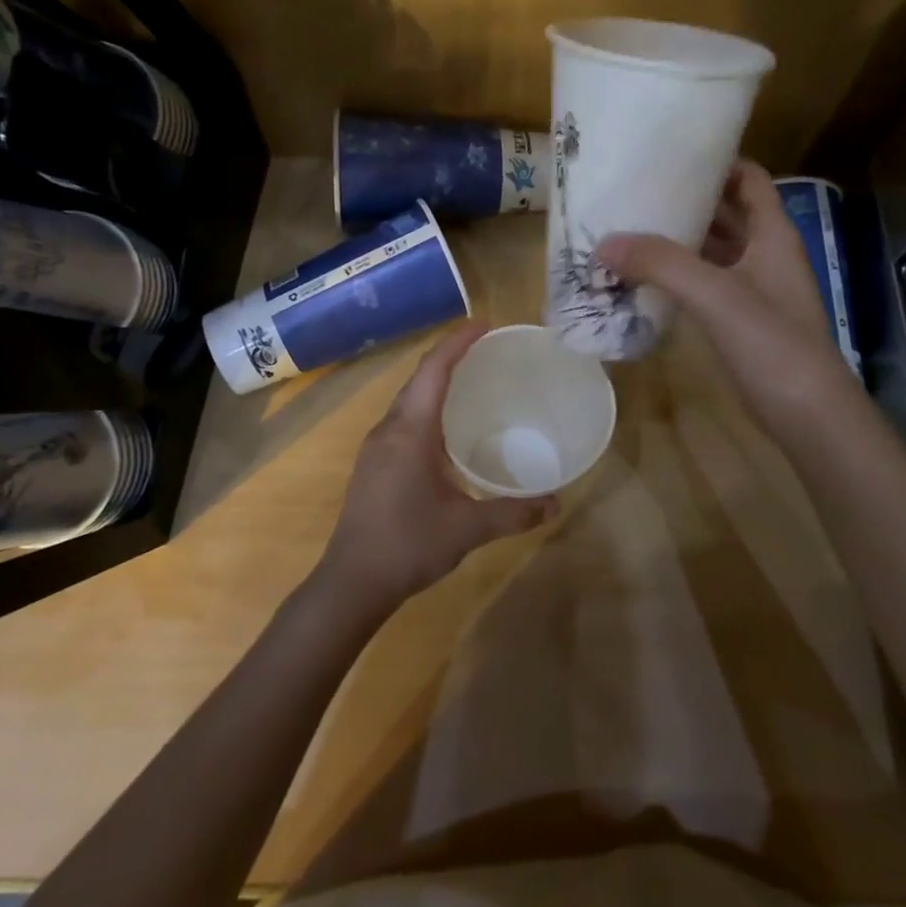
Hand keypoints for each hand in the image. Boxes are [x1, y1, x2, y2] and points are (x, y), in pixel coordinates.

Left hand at [317, 322, 557, 618]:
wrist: (350, 582)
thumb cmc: (407, 546)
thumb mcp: (467, 529)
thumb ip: (512, 513)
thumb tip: (555, 504)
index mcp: (410, 431)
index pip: (433, 370)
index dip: (457, 342)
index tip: (484, 324)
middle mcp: (389, 428)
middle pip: (420, 378)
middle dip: (451, 356)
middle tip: (487, 350)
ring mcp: (376, 445)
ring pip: (409, 398)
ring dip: (437, 382)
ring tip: (472, 380)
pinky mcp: (373, 462)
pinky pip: (403, 418)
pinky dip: (427, 406)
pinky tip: (447, 427)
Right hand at [596, 160, 851, 433]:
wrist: (807, 415)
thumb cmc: (773, 343)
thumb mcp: (717, 295)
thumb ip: (662, 264)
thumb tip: (605, 242)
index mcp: (772, 234)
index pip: (748, 178)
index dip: (717, 161)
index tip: (670, 153)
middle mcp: (764, 254)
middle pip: (725, 212)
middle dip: (686, 199)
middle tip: (635, 190)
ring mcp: (753, 288)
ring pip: (712, 250)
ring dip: (678, 240)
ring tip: (629, 228)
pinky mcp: (740, 319)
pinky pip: (705, 283)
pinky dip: (678, 275)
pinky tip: (643, 277)